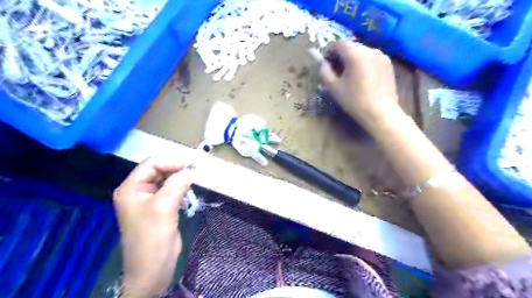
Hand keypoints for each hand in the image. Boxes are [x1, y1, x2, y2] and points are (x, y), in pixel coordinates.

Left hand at [113, 157, 191, 295]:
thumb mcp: (164, 206)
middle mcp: (138, 191)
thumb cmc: (153, 236)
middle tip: (193, 174)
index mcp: (131, 188)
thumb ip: (176, 184)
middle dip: (175, 170)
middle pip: (158, 171)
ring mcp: (148, 200)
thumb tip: (190, 170)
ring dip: (178, 180)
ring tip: (192, 182)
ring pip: (165, 181)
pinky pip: (170, 191)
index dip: (169, 163)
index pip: (150, 165)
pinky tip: (187, 193)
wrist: (153, 267)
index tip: (189, 167)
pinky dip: (180, 189)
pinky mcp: (159, 208)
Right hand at [320, 41, 402, 132]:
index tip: (326, 63)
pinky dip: (364, 62)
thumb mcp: (334, 88)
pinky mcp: (388, 64)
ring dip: (353, 59)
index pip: (339, 44)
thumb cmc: (355, 101)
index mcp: (355, 55)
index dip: (330, 51)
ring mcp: (381, 56)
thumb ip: (325, 72)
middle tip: (336, 70)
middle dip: (342, 55)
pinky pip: (371, 58)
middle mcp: (370, 50)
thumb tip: (324, 64)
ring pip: (362, 51)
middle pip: (352, 46)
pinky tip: (362, 77)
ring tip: (350, 74)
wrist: (380, 113)